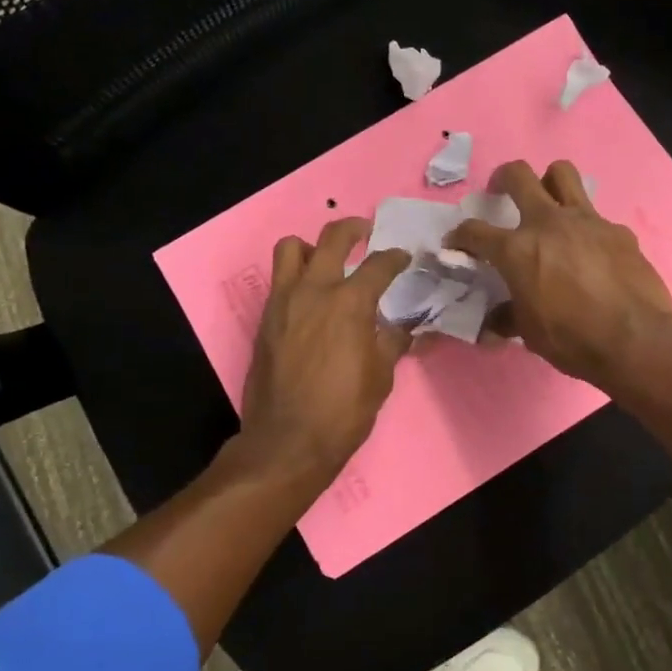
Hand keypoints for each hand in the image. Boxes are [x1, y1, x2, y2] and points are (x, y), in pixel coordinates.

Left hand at [240, 218, 413, 482]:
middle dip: (353, 229)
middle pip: (332, 238)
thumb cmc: (343, 411)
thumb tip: (406, 327)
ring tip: (326, 262)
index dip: (396, 257)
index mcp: (350, 303)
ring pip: (291, 248)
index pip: (378, 264)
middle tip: (365, 235)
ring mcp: (283, 302)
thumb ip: (393, 341)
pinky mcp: (265, 318)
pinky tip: (311, 300)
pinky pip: (279, 280)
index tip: (403, 257)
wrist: (287, 442)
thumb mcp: (381, 376)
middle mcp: (314, 290)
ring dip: (312, 248)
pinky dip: (296, 277)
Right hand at [447, 160, 671, 390]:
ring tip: (547, 201)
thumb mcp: (529, 333)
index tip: (456, 242)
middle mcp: (548, 223)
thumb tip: (494, 322)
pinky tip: (591, 252)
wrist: (636, 340)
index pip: (474, 231)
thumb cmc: (573, 340)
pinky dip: (585, 228)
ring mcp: (587, 221)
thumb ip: (508, 317)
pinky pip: (596, 217)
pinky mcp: (618, 231)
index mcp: (517, 250)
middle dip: (502, 178)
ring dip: (548, 181)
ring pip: (562, 173)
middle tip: (501, 192)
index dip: (459, 235)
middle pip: (518, 175)